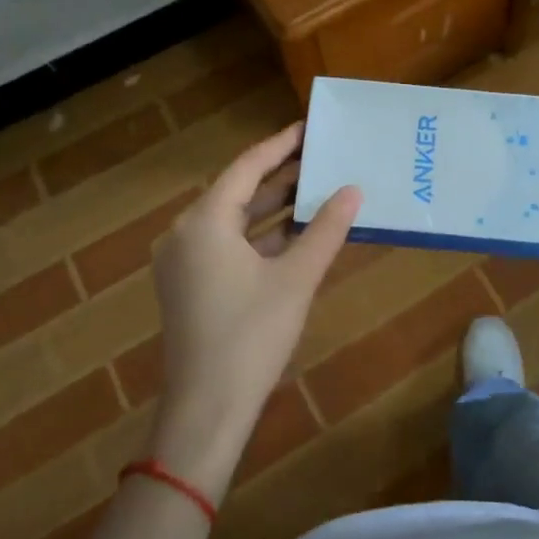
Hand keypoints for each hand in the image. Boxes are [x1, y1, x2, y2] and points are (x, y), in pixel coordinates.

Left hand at [148, 123, 360, 502]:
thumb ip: (326, 229)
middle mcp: (186, 233)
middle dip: (280, 175)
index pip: (246, 167)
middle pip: (238, 190)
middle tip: (321, 156)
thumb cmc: (251, 336)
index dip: (280, 145)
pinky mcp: (189, 285)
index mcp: (204, 222)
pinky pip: (228, 244)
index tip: (309, 127)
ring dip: (272, 207)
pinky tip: (296, 233)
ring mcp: (184, 261)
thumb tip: (354, 190)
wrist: (206, 411)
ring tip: (316, 188)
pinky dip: (261, 236)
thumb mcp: (296, 278)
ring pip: (234, 220)